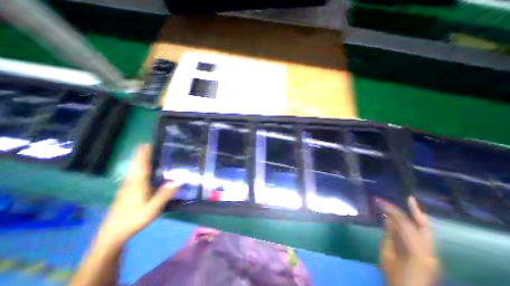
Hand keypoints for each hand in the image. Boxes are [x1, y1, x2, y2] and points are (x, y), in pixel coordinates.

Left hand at [99, 146, 180, 245]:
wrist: (112, 235)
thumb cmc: (134, 220)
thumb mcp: (153, 209)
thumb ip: (165, 194)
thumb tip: (178, 181)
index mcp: (137, 185)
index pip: (141, 166)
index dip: (143, 155)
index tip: (146, 144)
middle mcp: (130, 183)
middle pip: (135, 166)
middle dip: (139, 155)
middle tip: (145, 144)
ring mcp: (126, 188)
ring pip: (132, 170)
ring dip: (137, 160)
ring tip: (144, 153)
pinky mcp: (125, 193)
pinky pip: (132, 175)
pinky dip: (136, 168)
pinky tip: (140, 170)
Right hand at [376, 196, 440, 285]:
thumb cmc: (396, 277)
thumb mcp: (387, 254)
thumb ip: (389, 236)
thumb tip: (387, 218)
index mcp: (417, 251)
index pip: (408, 225)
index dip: (401, 210)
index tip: (396, 199)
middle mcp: (428, 251)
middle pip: (423, 226)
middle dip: (414, 211)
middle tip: (404, 199)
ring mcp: (430, 253)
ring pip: (422, 230)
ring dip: (409, 217)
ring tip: (393, 206)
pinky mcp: (428, 255)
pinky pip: (419, 235)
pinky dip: (410, 225)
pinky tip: (397, 219)